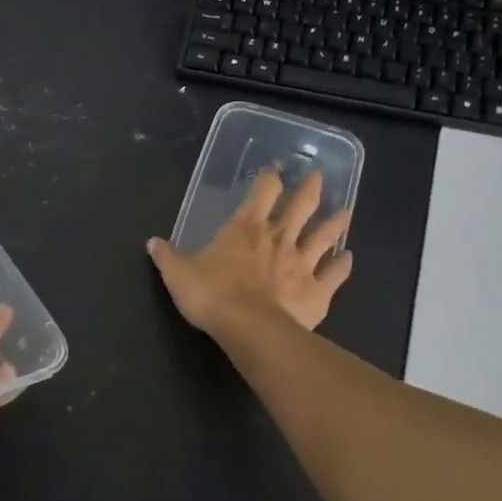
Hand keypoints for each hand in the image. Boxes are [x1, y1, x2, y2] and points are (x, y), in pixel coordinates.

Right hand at [146, 169, 352, 334]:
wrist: (249, 329)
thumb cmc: (212, 294)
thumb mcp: (178, 274)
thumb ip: (168, 256)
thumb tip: (152, 242)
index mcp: (246, 228)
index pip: (262, 191)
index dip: (269, 178)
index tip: (274, 171)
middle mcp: (279, 238)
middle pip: (301, 205)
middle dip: (310, 188)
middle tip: (317, 176)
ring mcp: (302, 263)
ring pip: (325, 236)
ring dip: (335, 223)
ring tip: (345, 212)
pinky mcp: (317, 291)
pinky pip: (335, 275)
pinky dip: (343, 266)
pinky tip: (349, 259)